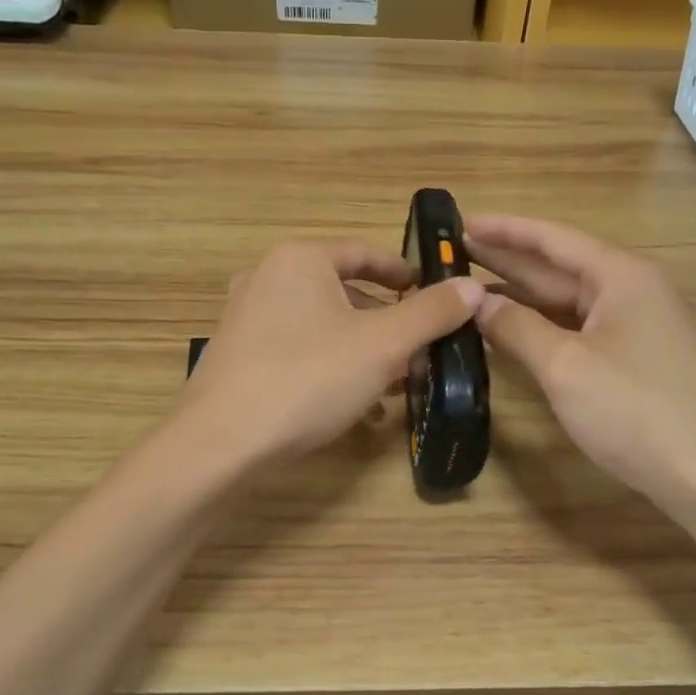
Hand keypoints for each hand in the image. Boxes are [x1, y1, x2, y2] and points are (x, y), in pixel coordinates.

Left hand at [182, 239, 483, 465]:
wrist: (223, 440)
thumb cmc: (309, 378)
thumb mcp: (383, 345)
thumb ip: (431, 313)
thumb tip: (472, 287)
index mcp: (300, 260)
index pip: (365, 254)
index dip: (404, 274)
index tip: (434, 295)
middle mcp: (266, 278)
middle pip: (343, 293)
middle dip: (387, 324)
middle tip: (419, 352)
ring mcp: (245, 318)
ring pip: (321, 326)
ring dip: (362, 351)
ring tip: (393, 384)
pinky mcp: (236, 356)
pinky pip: (297, 351)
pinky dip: (329, 367)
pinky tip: (351, 404)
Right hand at [467, 215, 695, 510]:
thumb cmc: (632, 411)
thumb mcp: (564, 366)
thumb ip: (516, 328)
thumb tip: (476, 302)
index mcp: (620, 276)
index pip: (552, 239)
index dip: (505, 230)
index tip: (461, 223)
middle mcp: (630, 289)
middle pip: (559, 266)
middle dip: (508, 260)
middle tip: (455, 253)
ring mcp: (635, 324)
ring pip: (567, 300)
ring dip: (521, 294)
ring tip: (471, 288)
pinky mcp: (633, 356)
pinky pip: (577, 327)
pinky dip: (542, 324)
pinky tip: (511, 328)